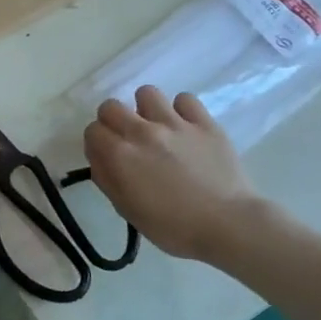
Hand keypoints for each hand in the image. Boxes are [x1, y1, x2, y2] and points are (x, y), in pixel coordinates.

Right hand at [83, 87, 268, 266]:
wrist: (228, 225)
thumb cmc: (173, 226)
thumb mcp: (127, 210)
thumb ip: (106, 179)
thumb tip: (99, 157)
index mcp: (120, 155)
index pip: (92, 131)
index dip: (97, 143)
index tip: (107, 156)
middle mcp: (142, 131)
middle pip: (111, 107)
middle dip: (113, 121)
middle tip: (127, 141)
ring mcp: (174, 123)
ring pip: (146, 93)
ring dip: (145, 109)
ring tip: (156, 128)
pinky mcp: (204, 123)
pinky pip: (184, 99)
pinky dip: (181, 111)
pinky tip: (185, 129)